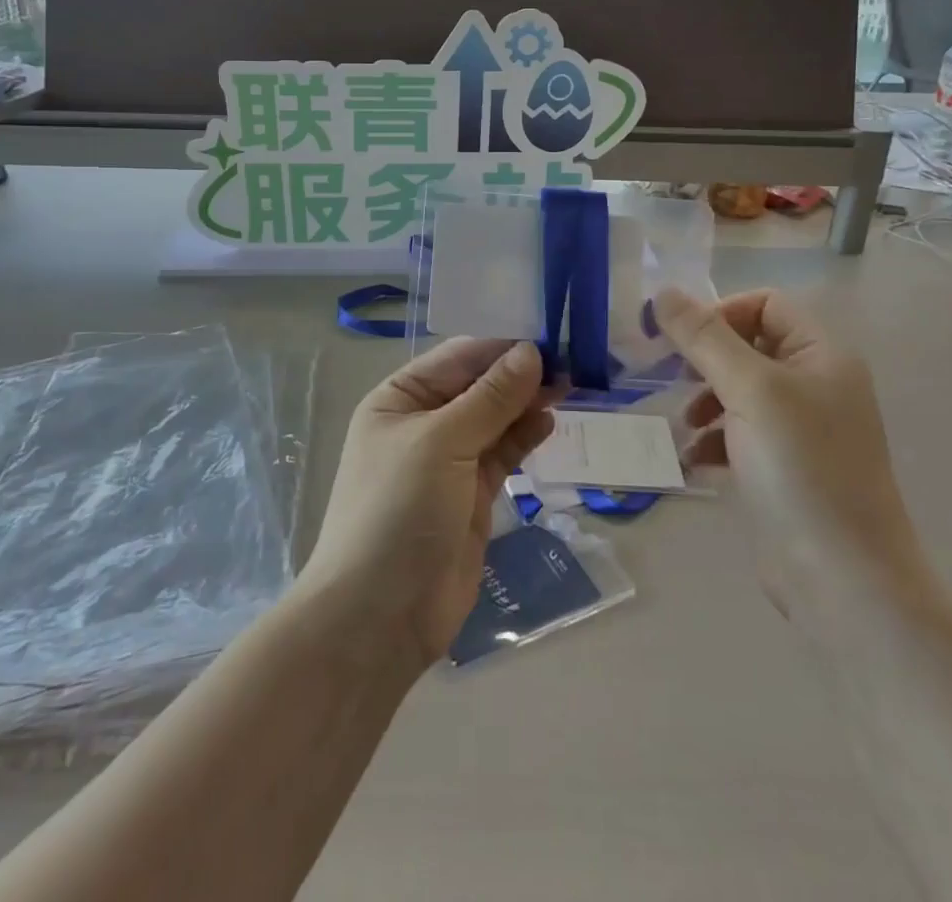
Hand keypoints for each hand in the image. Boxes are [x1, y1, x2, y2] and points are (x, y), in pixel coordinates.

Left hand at [300, 340, 555, 669]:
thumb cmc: (398, 511)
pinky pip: (501, 454)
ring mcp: (448, 461)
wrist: (380, 616)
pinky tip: (550, 422)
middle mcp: (423, 423)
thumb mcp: (442, 443)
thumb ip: (490, 398)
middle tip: (572, 362)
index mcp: (399, 398)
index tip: (551, 335)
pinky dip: (524, 437)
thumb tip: (532, 352)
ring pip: (494, 419)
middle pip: (478, 386)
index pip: (458, 357)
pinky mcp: (471, 495)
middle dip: (519, 374)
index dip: (502, 345)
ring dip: (526, 403)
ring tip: (569, 387)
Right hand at [654, 288, 931, 607]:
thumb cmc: (800, 468)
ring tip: (686, 427)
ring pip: (740, 391)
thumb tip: (662, 293)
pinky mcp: (786, 469)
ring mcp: (803, 430)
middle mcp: (817, 385)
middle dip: (706, 361)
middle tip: (673, 379)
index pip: (766, 304)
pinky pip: (741, 433)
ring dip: (706, 401)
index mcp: (822, 355)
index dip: (721, 313)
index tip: (682, 341)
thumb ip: (703, 338)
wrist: (843, 579)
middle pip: (749, 347)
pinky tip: (698, 461)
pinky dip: (716, 439)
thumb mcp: (748, 390)